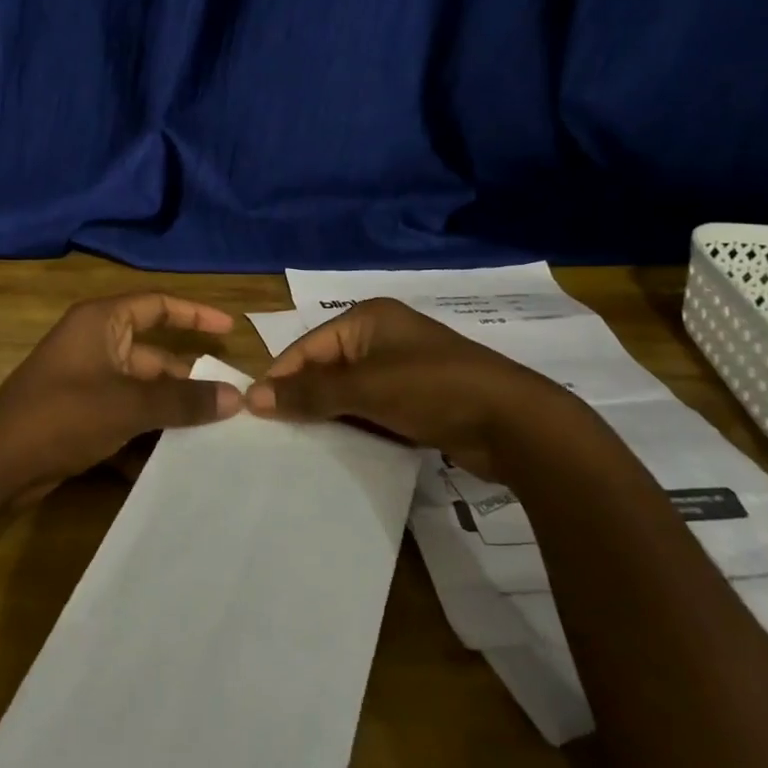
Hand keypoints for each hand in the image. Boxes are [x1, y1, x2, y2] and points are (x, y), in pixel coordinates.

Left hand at [0, 293, 242, 496]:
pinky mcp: (80, 416)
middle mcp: (95, 345)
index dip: (195, 314)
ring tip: (214, 435)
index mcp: (102, 323)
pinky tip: (172, 462)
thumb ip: (182, 400)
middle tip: (231, 403)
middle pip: (154, 355)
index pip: (157, 305)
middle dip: (188, 380)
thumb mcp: (128, 405)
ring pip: (141, 391)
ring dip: (170, 412)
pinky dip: (145, 436)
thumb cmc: (63, 415)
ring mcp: (86, 382)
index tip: (230, 330)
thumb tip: (235, 397)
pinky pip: (125, 418)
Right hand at [242, 297, 568, 477]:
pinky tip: (339, 448)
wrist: (514, 423)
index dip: (281, 376)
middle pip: (326, 367)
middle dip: (303, 397)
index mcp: (368, 319)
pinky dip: (355, 425)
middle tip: (275, 432)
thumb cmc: (433, 389)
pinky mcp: (418, 398)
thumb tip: (252, 397)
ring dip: (328, 414)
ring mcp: (402, 367)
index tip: (254, 411)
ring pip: (348, 391)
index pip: (308, 346)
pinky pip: (372, 408)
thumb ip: (309, 393)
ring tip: (300, 444)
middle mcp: (382, 336)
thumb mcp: (366, 388)